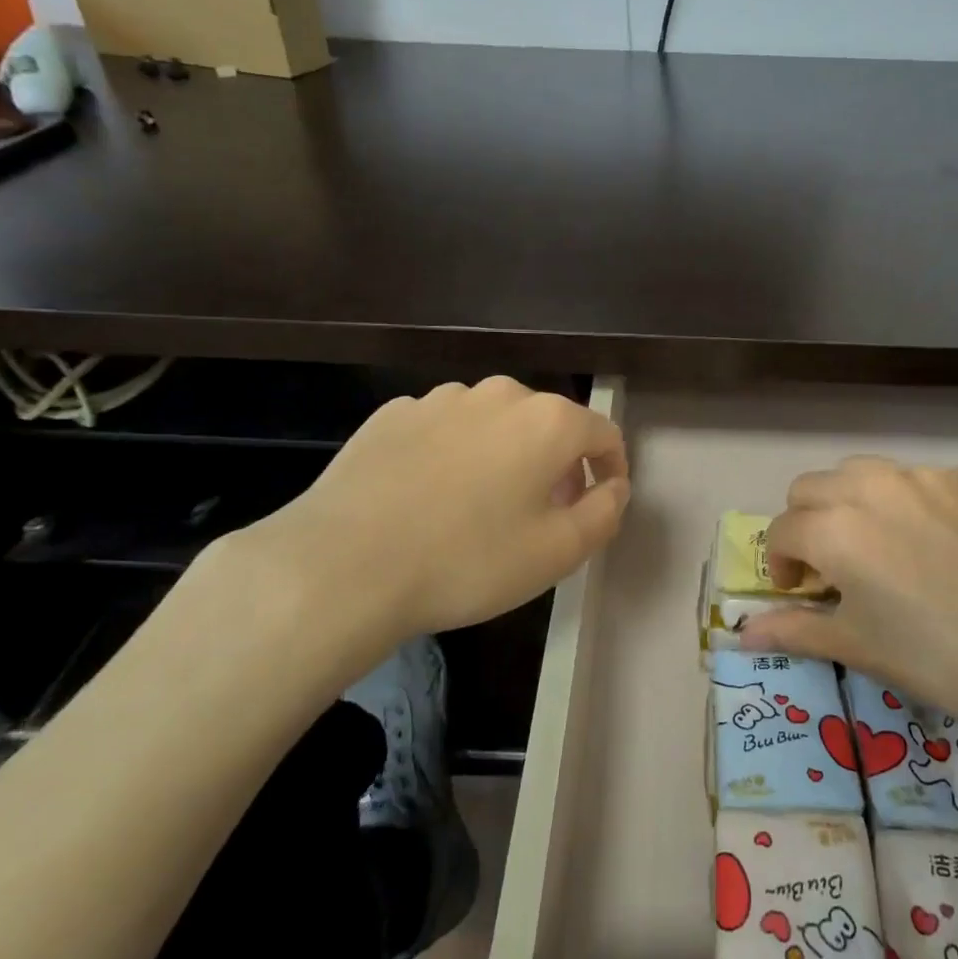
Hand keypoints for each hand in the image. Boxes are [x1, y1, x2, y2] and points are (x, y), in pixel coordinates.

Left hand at [209, 378, 628, 681]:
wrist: (343, 564)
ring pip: (494, 424)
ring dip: (504, 455)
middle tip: (543, 513)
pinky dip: (453, 455)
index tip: (599, 502)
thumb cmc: (468, 560)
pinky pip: (444, 430)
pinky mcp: (393, 414)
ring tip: (481, 507)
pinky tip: (428, 497)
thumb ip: (604, 513)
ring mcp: (440, 399)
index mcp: (548, 421)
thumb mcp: (558, 553)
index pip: (603, 433)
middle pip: (548, 424)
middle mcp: (499, 394)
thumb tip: (614, 487)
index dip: (611, 468)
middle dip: (557, 464)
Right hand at [739, 457, 957, 742]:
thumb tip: (742, 631)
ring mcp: (926, 476)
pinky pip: (921, 480)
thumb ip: (793, 630)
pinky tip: (941, 545)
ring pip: (863, 473)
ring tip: (881, 545)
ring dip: (853, 503)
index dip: (780, 564)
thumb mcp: (858, 647)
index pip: (780, 531)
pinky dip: (912, 504)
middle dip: (808, 524)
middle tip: (833, 567)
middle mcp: (871, 486)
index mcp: (834, 528)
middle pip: (811, 488)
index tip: (799, 591)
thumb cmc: (940, 660)